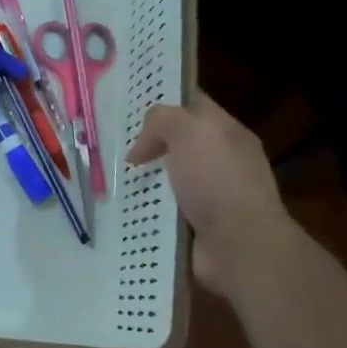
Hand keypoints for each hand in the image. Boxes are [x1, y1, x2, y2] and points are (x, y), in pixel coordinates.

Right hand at [127, 93, 292, 296]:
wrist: (239, 247)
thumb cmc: (217, 180)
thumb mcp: (190, 131)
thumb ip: (162, 120)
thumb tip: (141, 148)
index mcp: (227, 133)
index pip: (194, 105)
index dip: (165, 99)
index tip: (129, 103)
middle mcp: (220, 163)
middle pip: (176, 144)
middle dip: (146, 144)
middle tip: (111, 143)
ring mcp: (208, 197)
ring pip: (165, 180)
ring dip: (140, 182)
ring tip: (107, 178)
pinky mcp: (193, 229)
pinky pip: (160, 213)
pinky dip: (142, 213)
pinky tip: (120, 209)